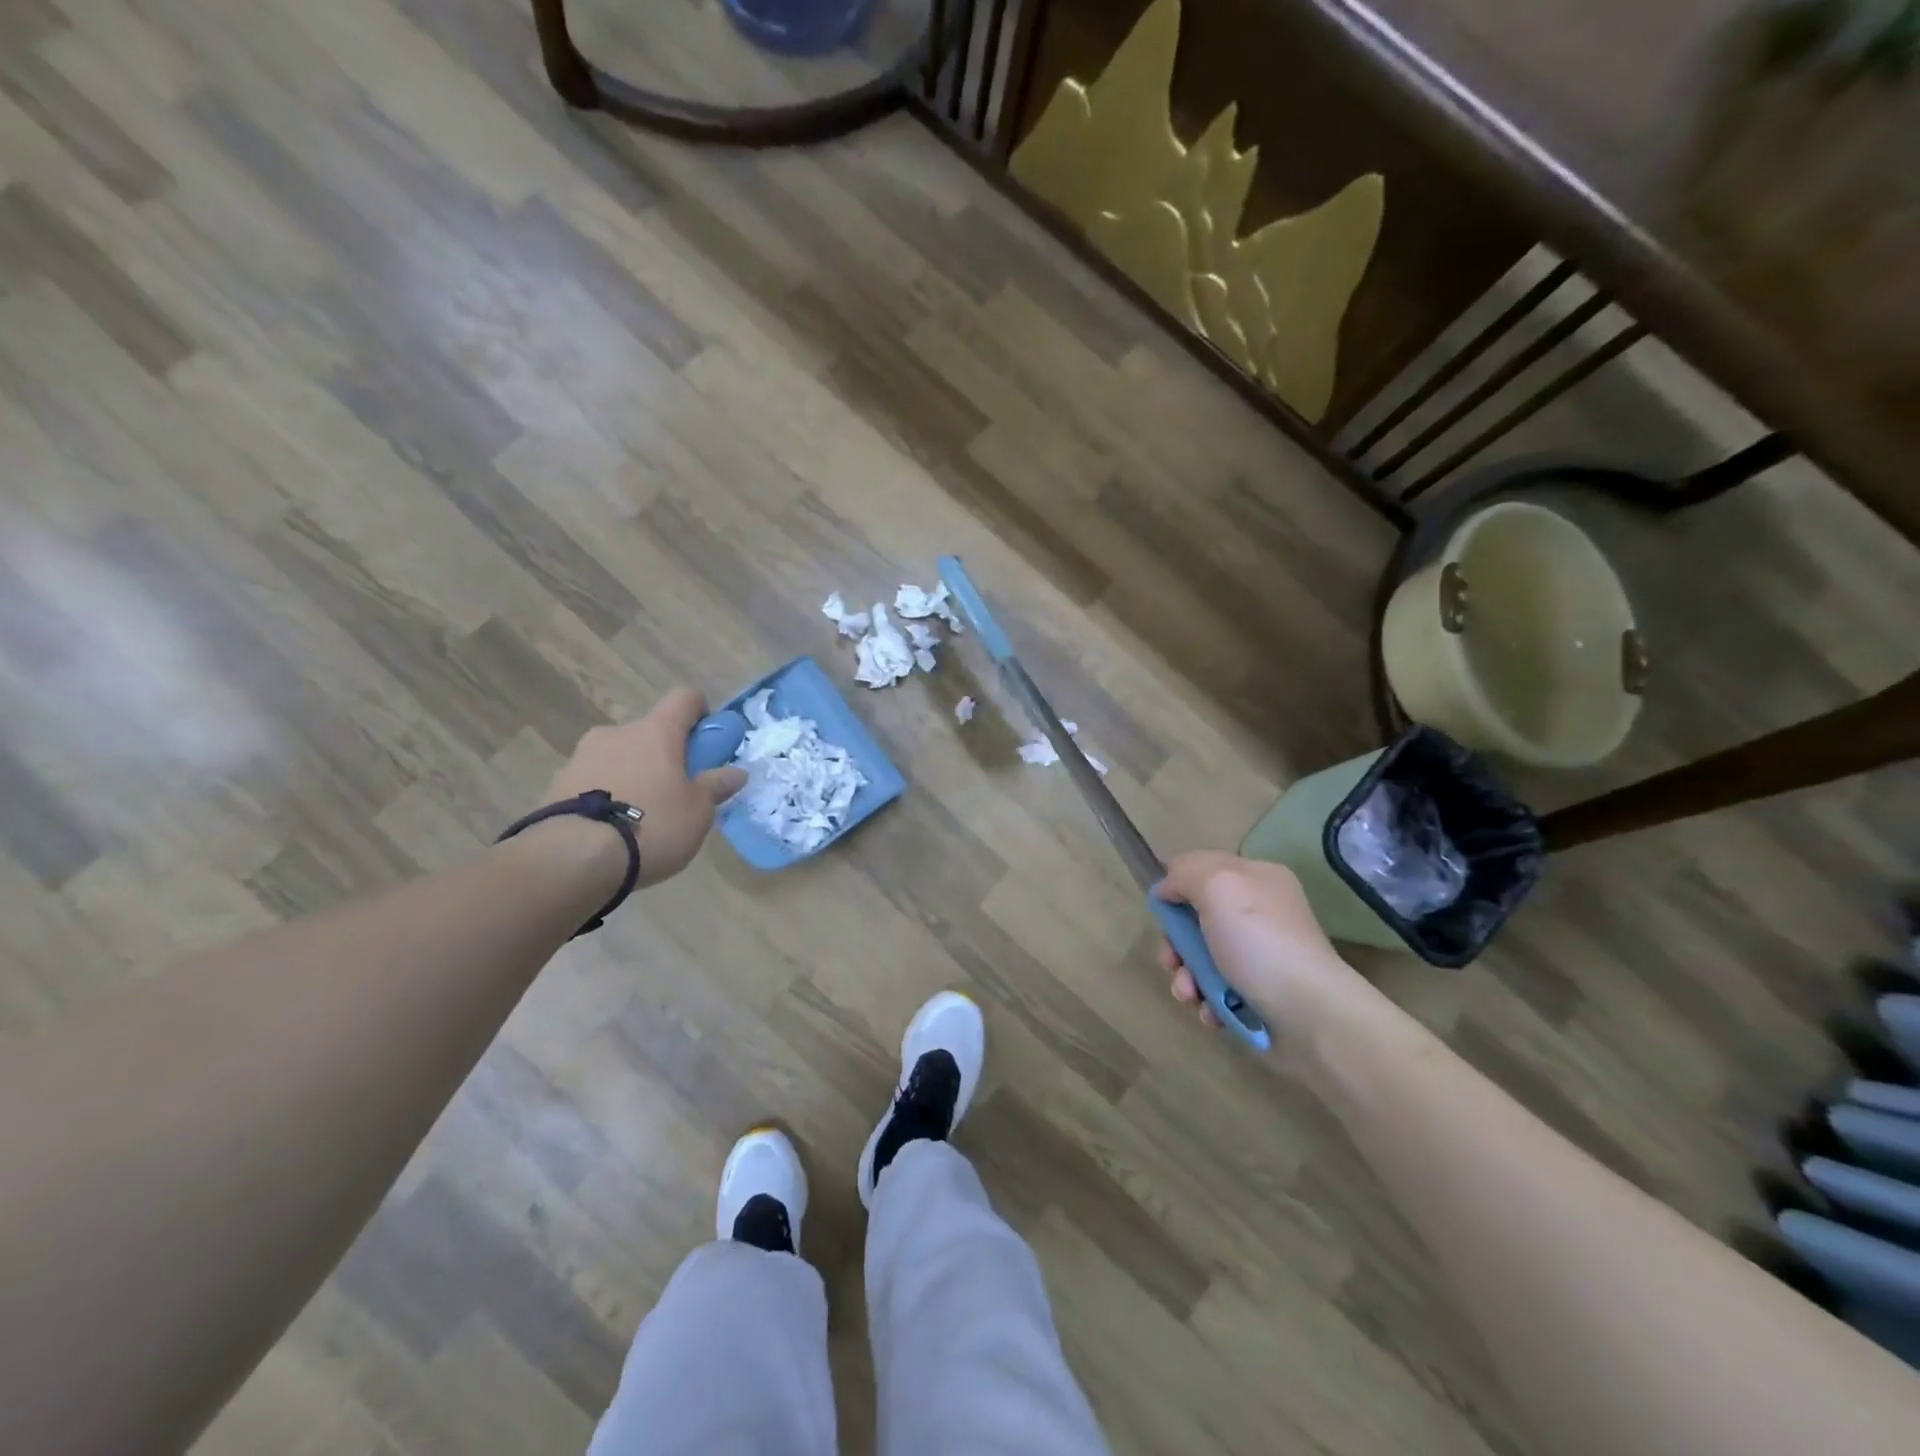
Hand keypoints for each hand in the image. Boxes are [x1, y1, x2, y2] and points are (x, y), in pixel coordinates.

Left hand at [539, 689, 747, 888]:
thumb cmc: (651, 825)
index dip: (700, 712)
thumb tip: (736, 772)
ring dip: (633, 775)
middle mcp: (617, 733)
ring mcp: (581, 757)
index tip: (706, 740)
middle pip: (649, 732)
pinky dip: (606, 795)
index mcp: (656, 732)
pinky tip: (611, 830)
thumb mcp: (698, 812)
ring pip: (619, 757)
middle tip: (675, 792)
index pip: (684, 698)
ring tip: (639, 819)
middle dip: (663, 755)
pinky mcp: (556, 785)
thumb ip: (715, 787)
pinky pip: (593, 781)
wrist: (571, 859)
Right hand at [1155, 852, 1400, 1072]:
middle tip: (1172, 961)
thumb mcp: (1217, 886)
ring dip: (1186, 977)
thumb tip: (1166, 889)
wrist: (1309, 1013)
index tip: (1164, 912)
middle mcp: (1260, 912)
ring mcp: (1261, 955)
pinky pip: (1218, 990)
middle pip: (1197, 918)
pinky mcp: (1260, 993)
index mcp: (1257, 877)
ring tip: (1190, 994)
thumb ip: (1185, 874)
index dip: (1177, 888)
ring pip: (1203, 958)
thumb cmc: (1259, 941)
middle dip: (1177, 943)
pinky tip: (1210, 1011)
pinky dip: (1208, 1000)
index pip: (1203, 869)